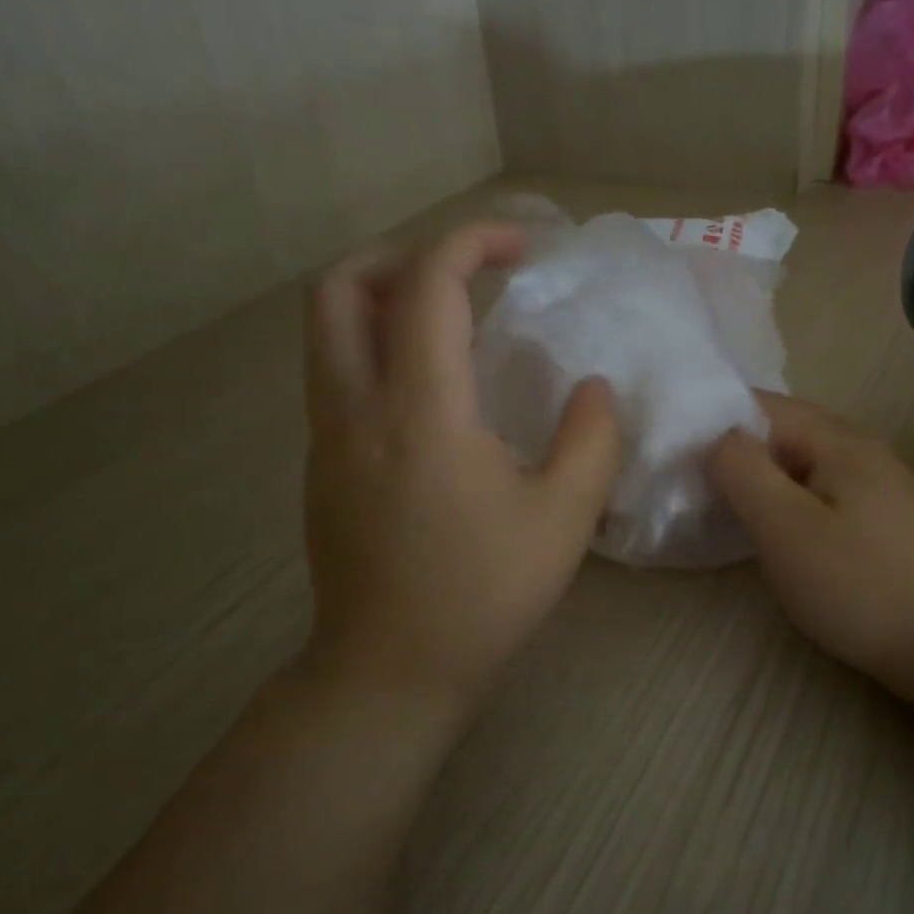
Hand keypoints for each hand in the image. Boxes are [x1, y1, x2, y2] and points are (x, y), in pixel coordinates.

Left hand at [300, 221, 621, 716]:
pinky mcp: (321, 466)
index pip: (427, 285)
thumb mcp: (564, 518)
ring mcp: (326, 437)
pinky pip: (335, 375)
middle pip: (339, 287)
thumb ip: (592, 438)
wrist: (391, 672)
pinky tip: (430, 392)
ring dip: (381, 298)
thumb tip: (593, 387)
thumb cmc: (482, 594)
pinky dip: (374, 347)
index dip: (472, 241)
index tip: (523, 244)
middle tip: (464, 274)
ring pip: (325, 331)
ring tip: (448, 320)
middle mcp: (356, 407)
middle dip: (402, 255)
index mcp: (420, 410)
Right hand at [705, 393, 913, 696]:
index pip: (764, 406)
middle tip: (693, 482)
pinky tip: (777, 531)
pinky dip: (789, 501)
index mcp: (840, 441)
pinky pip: (823, 493)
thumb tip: (715, 437)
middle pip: (786, 432)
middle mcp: (863, 451)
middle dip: (737, 451)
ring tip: (725, 506)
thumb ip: (743, 472)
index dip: (717, 420)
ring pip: (804, 466)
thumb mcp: (786, 527)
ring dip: (764, 478)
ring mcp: (880, 487)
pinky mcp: (885, 522)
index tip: (676, 451)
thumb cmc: (860, 585)